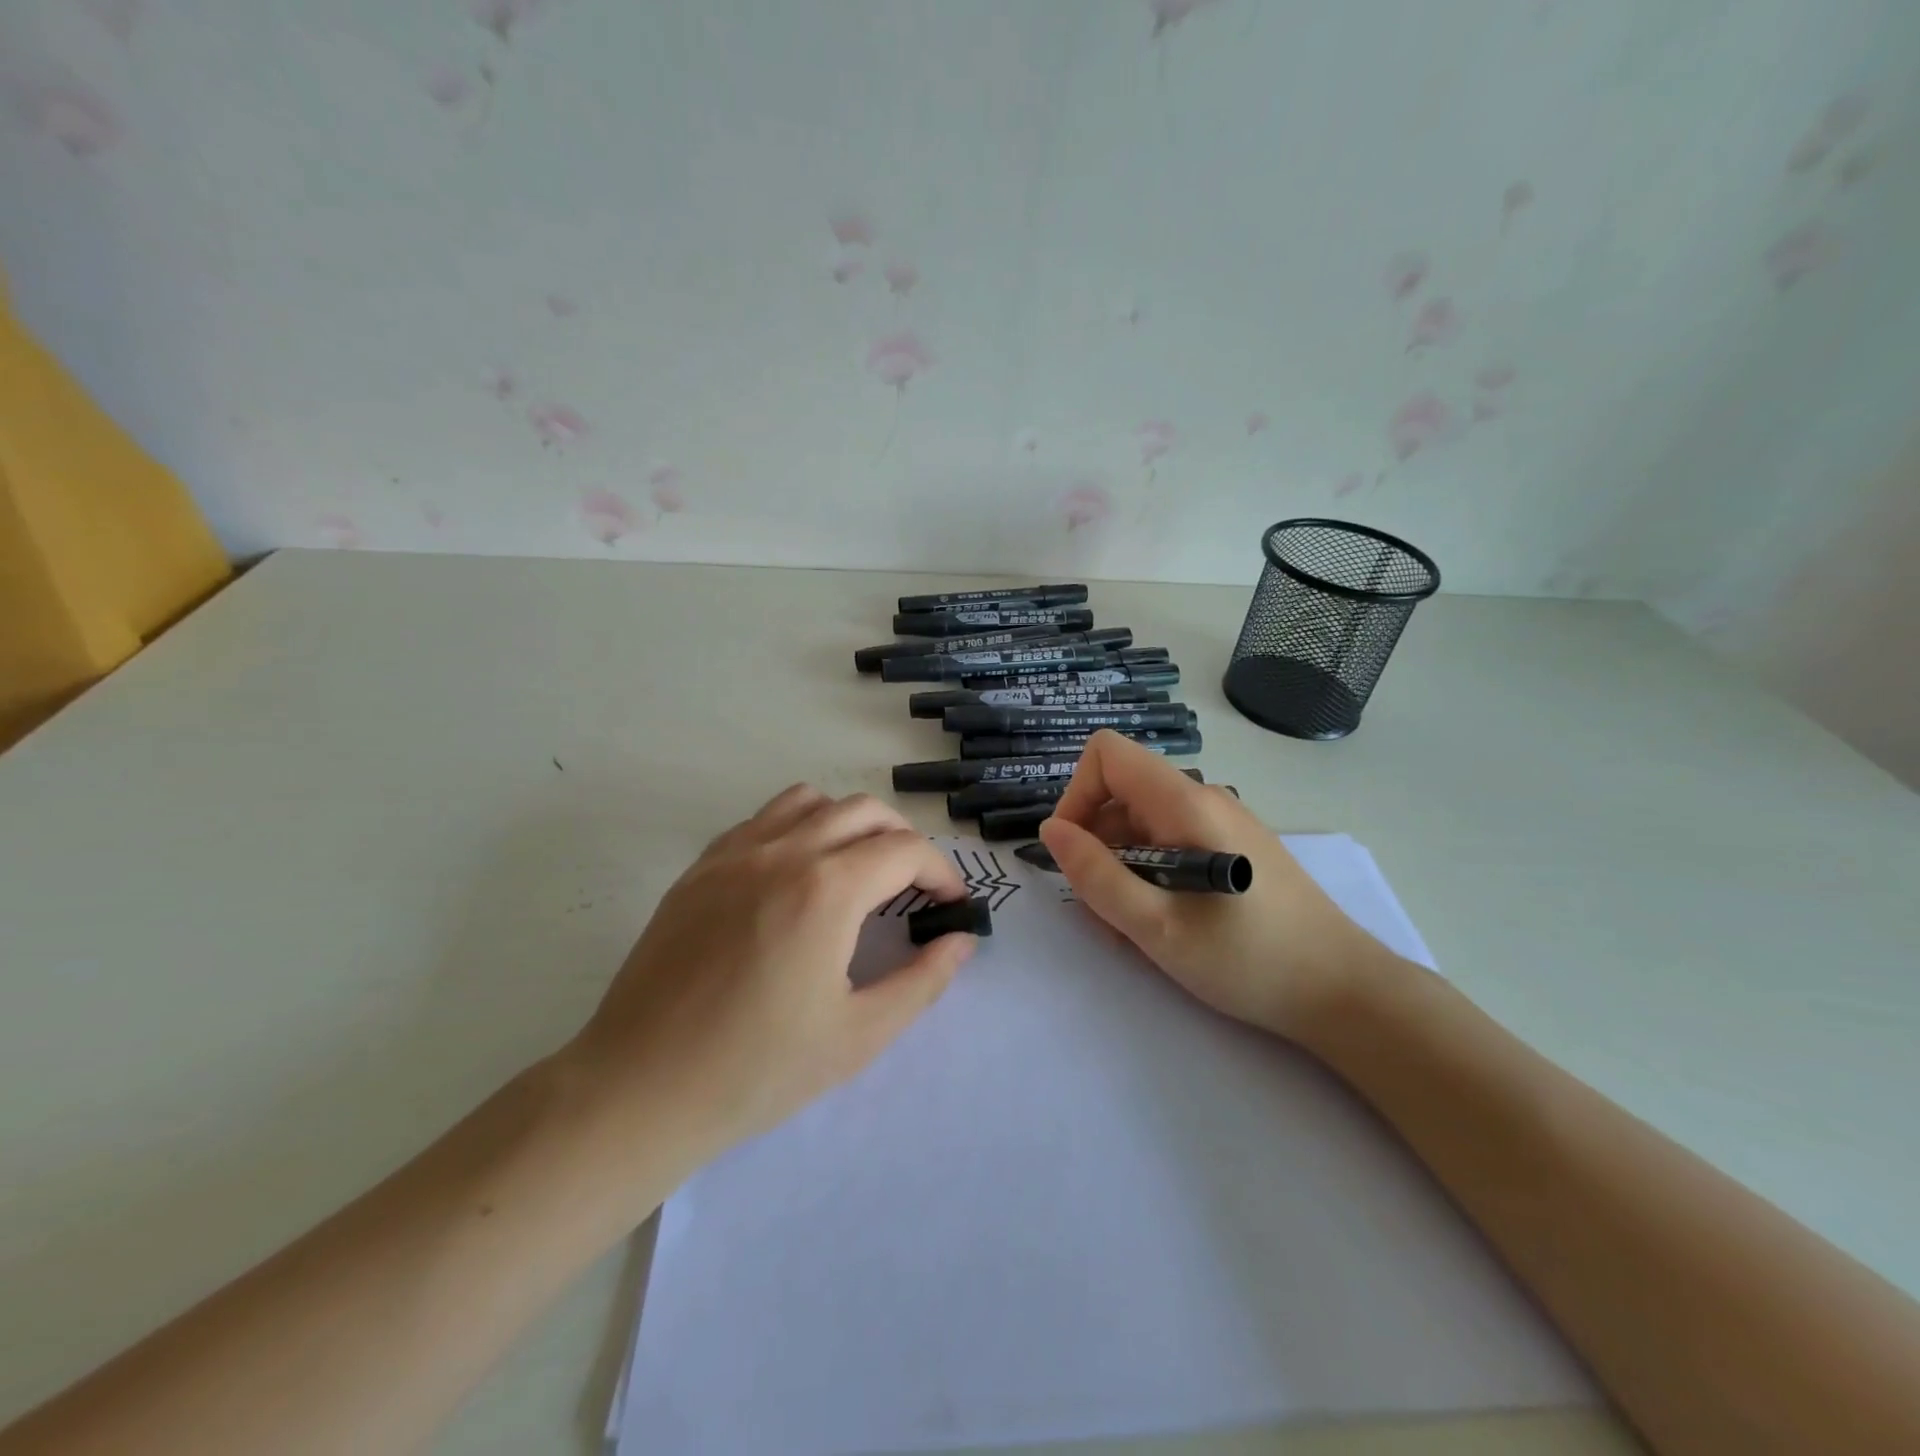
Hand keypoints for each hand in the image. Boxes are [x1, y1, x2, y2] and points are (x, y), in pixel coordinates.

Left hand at [566, 786, 976, 1171]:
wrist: (639, 1089)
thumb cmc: (756, 1071)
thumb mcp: (858, 1036)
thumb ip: (922, 981)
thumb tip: (961, 941)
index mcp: (826, 890)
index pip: (905, 850)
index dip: (941, 872)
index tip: (952, 906)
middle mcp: (782, 851)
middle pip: (864, 811)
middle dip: (904, 840)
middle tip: (914, 888)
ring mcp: (734, 853)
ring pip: (811, 801)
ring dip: (850, 823)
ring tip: (858, 871)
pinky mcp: (700, 867)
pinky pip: (763, 820)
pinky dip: (799, 828)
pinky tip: (796, 877)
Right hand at [1038, 732, 1387, 1037]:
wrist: (1345, 992)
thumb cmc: (1248, 960)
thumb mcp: (1156, 927)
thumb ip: (1096, 876)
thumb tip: (1052, 830)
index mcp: (1184, 803)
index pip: (1107, 754)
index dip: (1077, 794)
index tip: (1075, 852)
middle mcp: (1203, 798)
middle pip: (1121, 792)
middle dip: (1097, 844)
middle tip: (1105, 910)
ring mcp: (1222, 822)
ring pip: (1143, 822)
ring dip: (1122, 867)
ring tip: (1136, 927)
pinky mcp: (1234, 847)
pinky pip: (1172, 841)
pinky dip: (1151, 874)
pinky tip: (1166, 922)